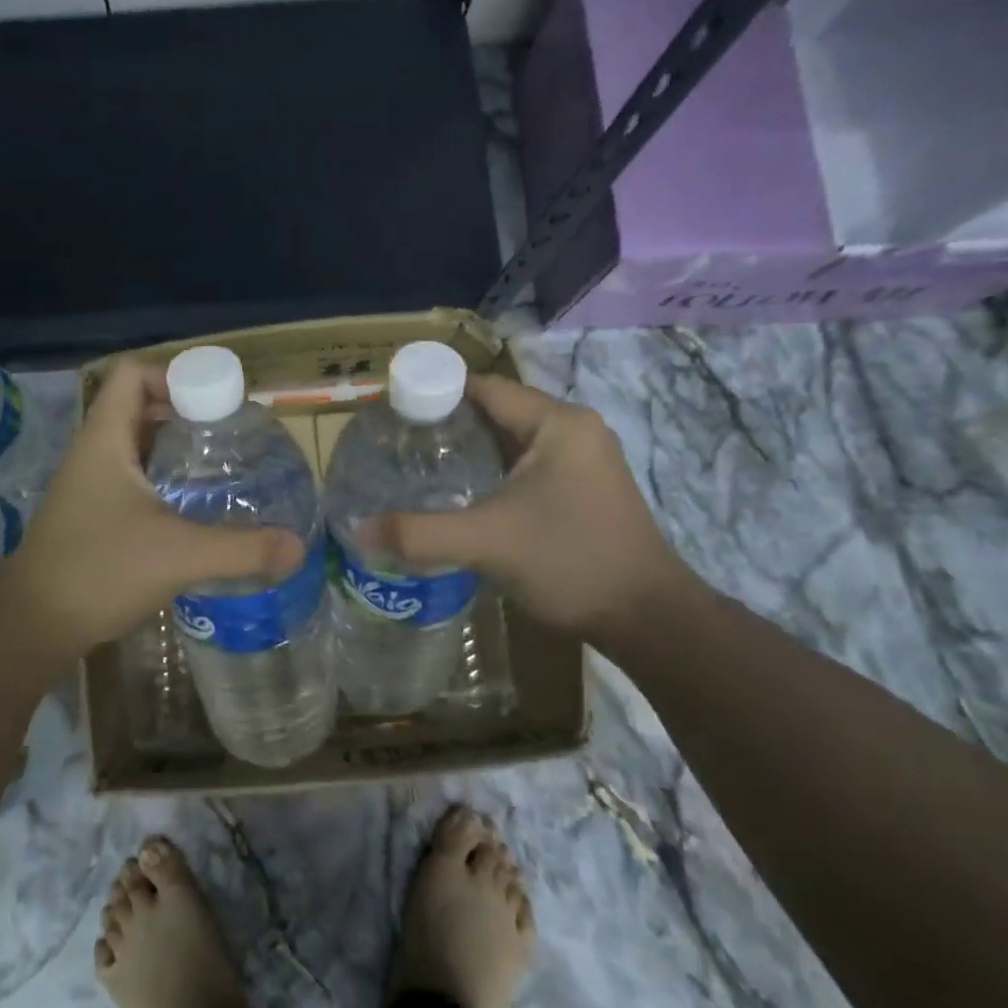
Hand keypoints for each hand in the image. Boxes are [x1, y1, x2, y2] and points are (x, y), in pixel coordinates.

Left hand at [0, 358, 305, 657]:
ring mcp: (90, 485)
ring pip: (139, 447)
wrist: (32, 625)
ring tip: (222, 470)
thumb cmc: (99, 571)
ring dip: (177, 452)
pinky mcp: (93, 515)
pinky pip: (134, 480)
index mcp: (105, 440)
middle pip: (141, 408)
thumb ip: (241, 549)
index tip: (218, 407)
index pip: (133, 375)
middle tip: (232, 438)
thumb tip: (298, 547)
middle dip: (188, 416)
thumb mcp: (178, 556)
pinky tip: (194, 511)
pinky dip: (165, 483)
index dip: (175, 376)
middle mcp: (94, 453)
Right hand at [378, 375, 702, 650]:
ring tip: (415, 468)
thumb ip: (420, 534)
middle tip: (394, 444)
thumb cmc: (570, 562)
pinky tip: (459, 496)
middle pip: (495, 413)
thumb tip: (359, 531)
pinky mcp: (582, 491)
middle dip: (445, 426)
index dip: (435, 393)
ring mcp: (582, 462)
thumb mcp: (487, 543)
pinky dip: (490, 475)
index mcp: (557, 423)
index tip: (390, 411)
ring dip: (467, 453)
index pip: (484, 388)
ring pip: (509, 443)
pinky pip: (524, 468)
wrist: (648, 619)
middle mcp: (573, 431)